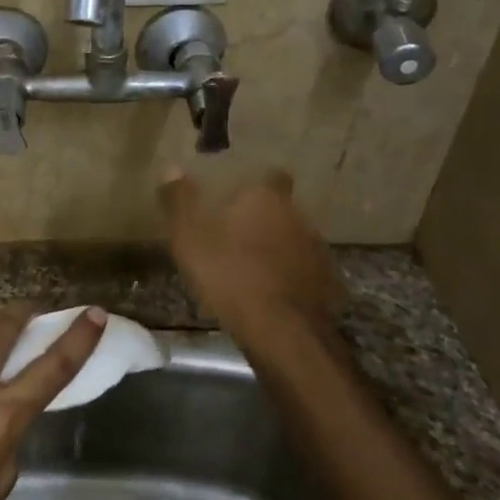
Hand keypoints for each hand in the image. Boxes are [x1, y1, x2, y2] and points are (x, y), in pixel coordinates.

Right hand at [158, 168, 346, 348]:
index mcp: (266, 199)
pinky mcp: (328, 283)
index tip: (240, 196)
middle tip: (237, 236)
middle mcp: (298, 217)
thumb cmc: (229, 276)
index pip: (272, 176)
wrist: (282, 331)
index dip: (257, 185)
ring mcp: (318, 251)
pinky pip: (305, 272)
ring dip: (278, 249)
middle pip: (282, 210)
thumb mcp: (189, 239)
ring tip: (252, 268)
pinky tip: (272, 294)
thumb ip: (180, 201)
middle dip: (264, 219)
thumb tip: (171, 167)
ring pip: (295, 240)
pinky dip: (291, 277)